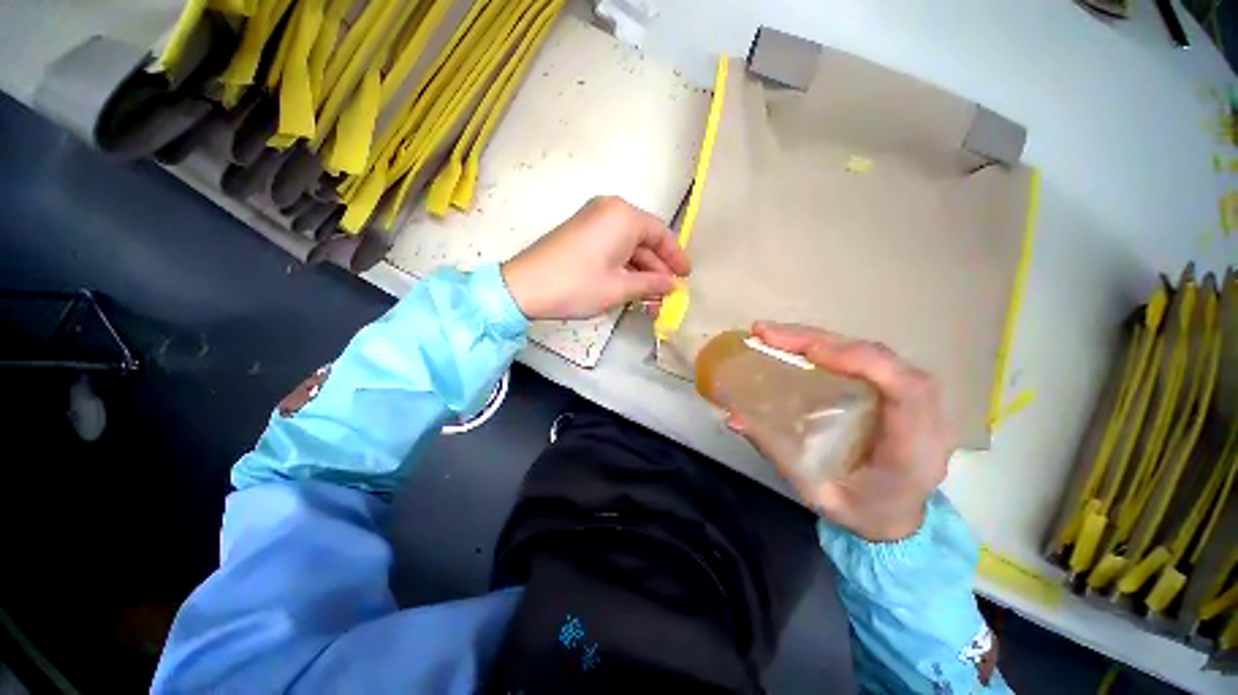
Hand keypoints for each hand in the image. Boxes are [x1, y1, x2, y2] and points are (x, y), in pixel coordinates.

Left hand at [501, 196, 689, 319]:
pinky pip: (612, 247)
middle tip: (667, 294)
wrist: (525, 287)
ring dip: (641, 272)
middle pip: (644, 240)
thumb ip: (650, 284)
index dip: (676, 257)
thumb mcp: (619, 288)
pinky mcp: (581, 233)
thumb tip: (671, 285)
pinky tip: (631, 288)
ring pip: (628, 246)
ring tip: (651, 299)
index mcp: (624, 216)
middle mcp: (610, 210)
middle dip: (657, 269)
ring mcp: (593, 220)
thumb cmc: (578, 285)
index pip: (661, 234)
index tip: (686, 276)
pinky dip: (623, 267)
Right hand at [728, 322, 954, 541]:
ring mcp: (916, 400)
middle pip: (881, 359)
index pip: (905, 390)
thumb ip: (779, 455)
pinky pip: (867, 357)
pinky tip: (800, 344)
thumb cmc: (863, 512)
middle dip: (822, 340)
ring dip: (822, 337)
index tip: (809, 351)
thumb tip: (734, 418)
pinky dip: (831, 345)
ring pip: (873, 351)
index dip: (862, 362)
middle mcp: (924, 416)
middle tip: (768, 333)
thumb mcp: (818, 494)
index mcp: (912, 450)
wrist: (901, 519)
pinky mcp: (898, 391)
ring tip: (774, 334)